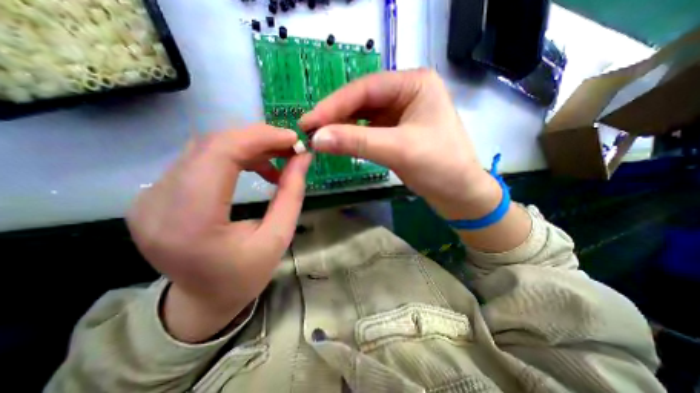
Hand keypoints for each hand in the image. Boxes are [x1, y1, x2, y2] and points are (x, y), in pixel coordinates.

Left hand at [126, 124, 310, 341]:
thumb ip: (291, 193)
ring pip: (205, 148)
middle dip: (257, 139)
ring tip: (276, 159)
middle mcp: (158, 202)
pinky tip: (254, 167)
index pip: (219, 153)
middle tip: (289, 146)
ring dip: (247, 147)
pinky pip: (200, 159)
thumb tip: (303, 157)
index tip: (292, 138)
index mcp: (190, 221)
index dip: (259, 137)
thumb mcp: (279, 237)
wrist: (203, 301)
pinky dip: (233, 156)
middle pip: (210, 145)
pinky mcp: (156, 195)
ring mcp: (150, 197)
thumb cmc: (245, 275)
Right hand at [299, 68, 496, 218]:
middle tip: (309, 130)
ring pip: (363, 115)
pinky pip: (368, 129)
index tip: (309, 121)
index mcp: (414, 83)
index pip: (365, 88)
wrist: (459, 194)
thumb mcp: (398, 150)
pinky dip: (352, 136)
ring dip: (341, 126)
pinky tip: (338, 141)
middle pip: (362, 100)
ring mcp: (400, 113)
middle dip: (335, 115)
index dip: (334, 104)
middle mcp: (406, 92)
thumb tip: (316, 138)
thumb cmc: (440, 167)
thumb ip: (356, 141)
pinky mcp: (396, 131)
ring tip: (319, 137)